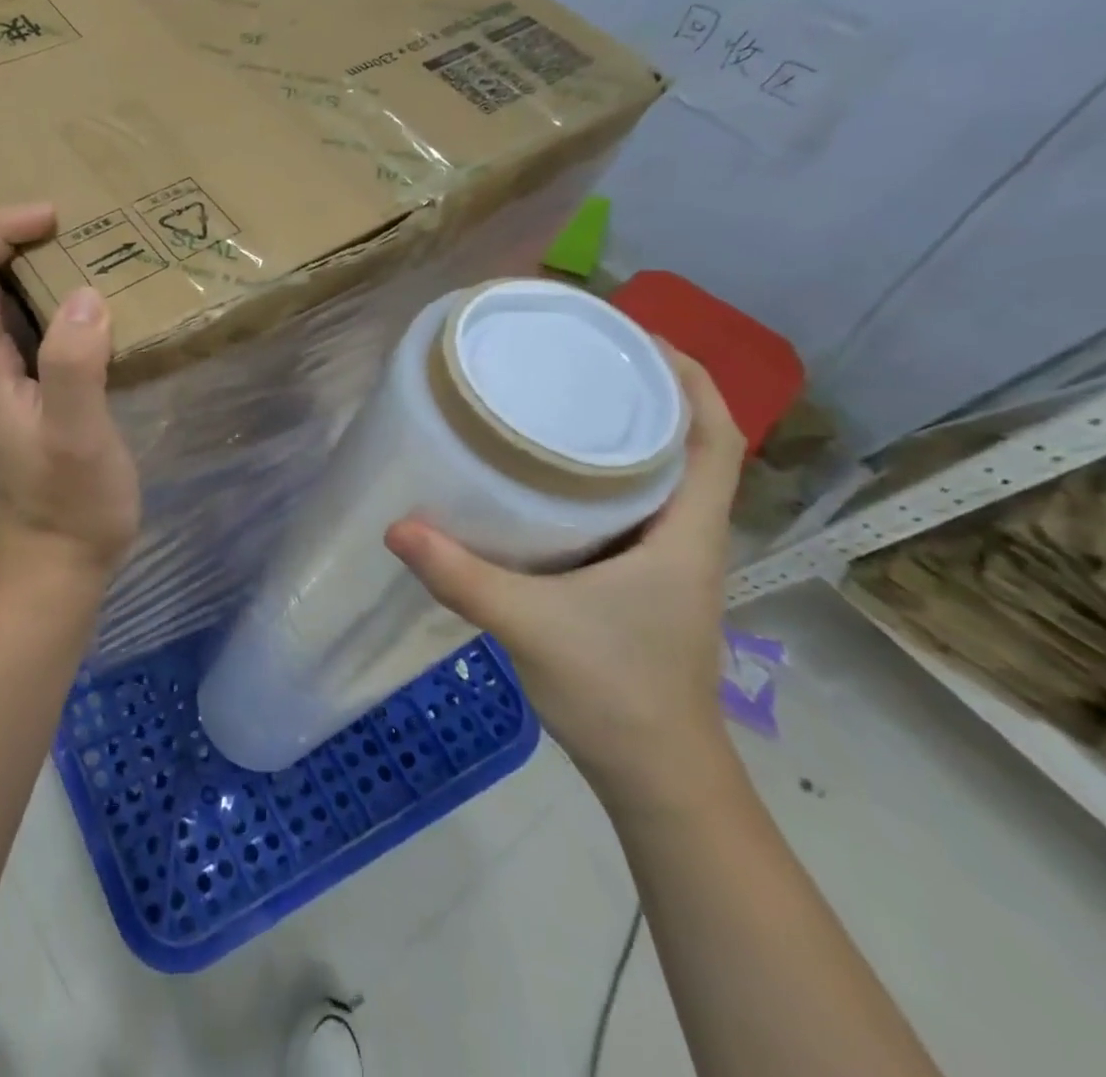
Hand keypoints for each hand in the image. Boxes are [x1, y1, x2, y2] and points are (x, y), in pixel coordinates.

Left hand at [0, 160, 140, 583]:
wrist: (59, 560)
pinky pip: (4, 315)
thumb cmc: (71, 503)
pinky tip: (28, 269)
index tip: (49, 212)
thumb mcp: (77, 439)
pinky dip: (3, 276)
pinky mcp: (24, 387)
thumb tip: (83, 293)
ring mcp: (0, 375)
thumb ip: (74, 368)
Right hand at [386, 352, 745, 812]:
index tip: (636, 335)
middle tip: (577, 356)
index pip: (714, 436)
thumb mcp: (531, 626)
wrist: (654, 774)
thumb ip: (462, 576)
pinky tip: (541, 473)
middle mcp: (684, 535)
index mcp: (687, 533)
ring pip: (653, 474)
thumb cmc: (616, 693)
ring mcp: (660, 558)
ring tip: (557, 398)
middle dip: (643, 390)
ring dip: (620, 431)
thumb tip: (396, 526)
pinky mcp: (632, 578)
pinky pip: (622, 506)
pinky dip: (595, 475)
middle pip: (684, 442)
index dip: (690, 377)